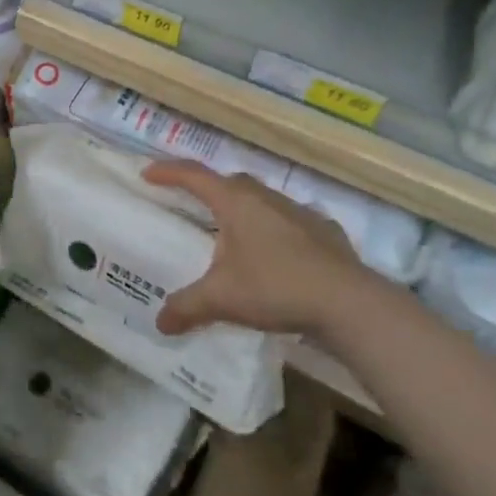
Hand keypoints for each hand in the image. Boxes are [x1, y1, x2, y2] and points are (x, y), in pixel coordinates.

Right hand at [144, 161, 366, 337]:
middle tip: (193, 206)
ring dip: (244, 211)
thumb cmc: (275, 287)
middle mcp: (265, 197)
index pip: (193, 175)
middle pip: (229, 183)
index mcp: (235, 202)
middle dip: (208, 190)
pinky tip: (279, 255)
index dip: (168, 172)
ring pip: (262, 201)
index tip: (148, 174)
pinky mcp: (325, 231)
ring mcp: (299, 211)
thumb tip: (160, 322)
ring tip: (235, 236)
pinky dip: (277, 231)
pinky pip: (291, 222)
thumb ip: (187, 307)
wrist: (348, 302)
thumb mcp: (222, 299)